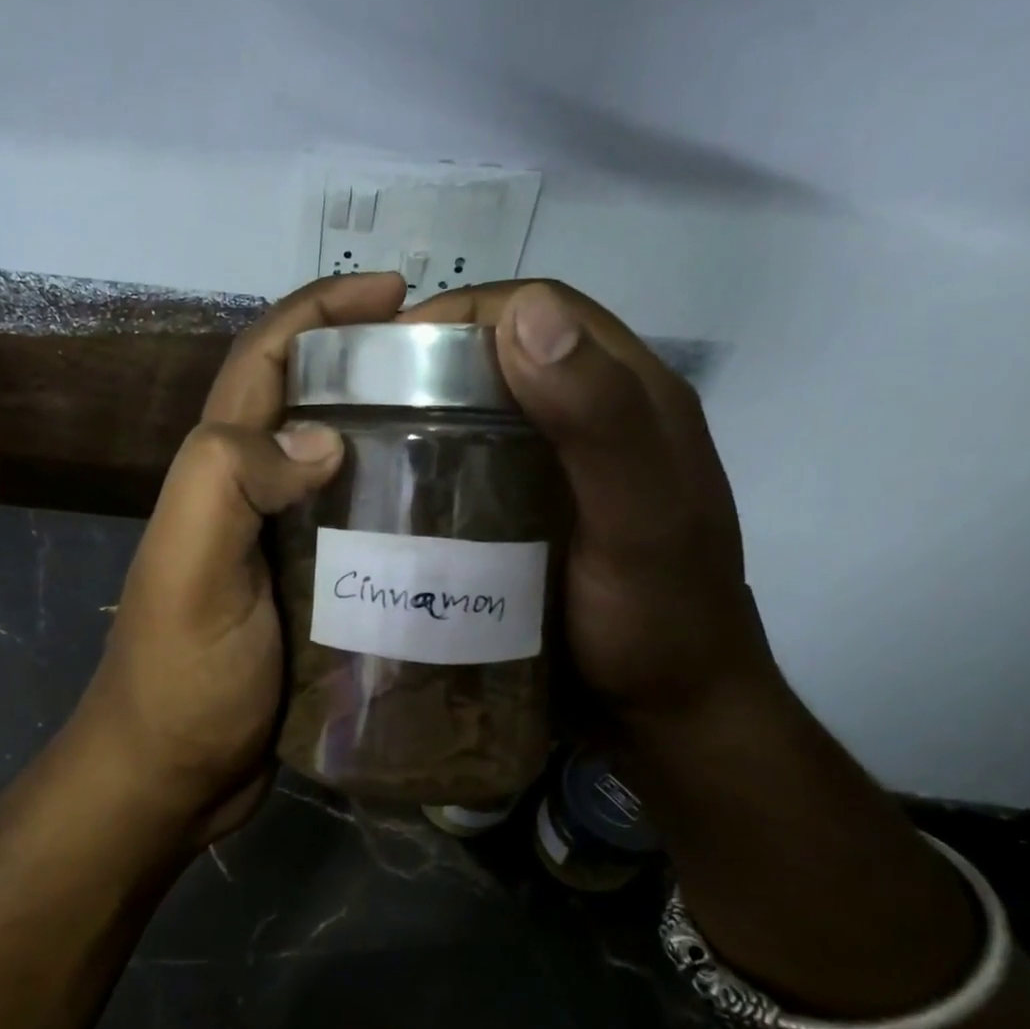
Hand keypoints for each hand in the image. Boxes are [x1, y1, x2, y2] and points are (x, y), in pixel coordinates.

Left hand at [68, 272, 408, 850]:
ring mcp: (284, 544)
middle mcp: (250, 493)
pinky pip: (361, 529)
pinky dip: (401, 507)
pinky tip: (457, 514)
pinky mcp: (313, 590)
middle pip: (312, 401)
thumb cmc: (179, 679)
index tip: (398, 292)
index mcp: (217, 471)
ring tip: (477, 427)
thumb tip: (323, 434)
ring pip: (344, 464)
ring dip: (396, 433)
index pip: (266, 358)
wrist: (174, 778)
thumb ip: (230, 482)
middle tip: (459, 364)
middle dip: (374, 364)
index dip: (323, 310)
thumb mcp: (189, 571)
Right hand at [402, 279, 775, 717]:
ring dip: (428, 412)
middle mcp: (597, 419)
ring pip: (487, 410)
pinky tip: (397, 488)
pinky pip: (479, 464)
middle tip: (362, 397)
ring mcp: (565, 469)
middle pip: (508, 357)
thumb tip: (524, 313)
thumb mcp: (637, 519)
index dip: (466, 313)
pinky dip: (436, 461)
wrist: (667, 717)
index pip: (545, 311)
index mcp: (634, 396)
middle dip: (433, 361)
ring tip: (364, 440)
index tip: (388, 348)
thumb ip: (599, 418)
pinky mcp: (536, 511)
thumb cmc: (658, 618)